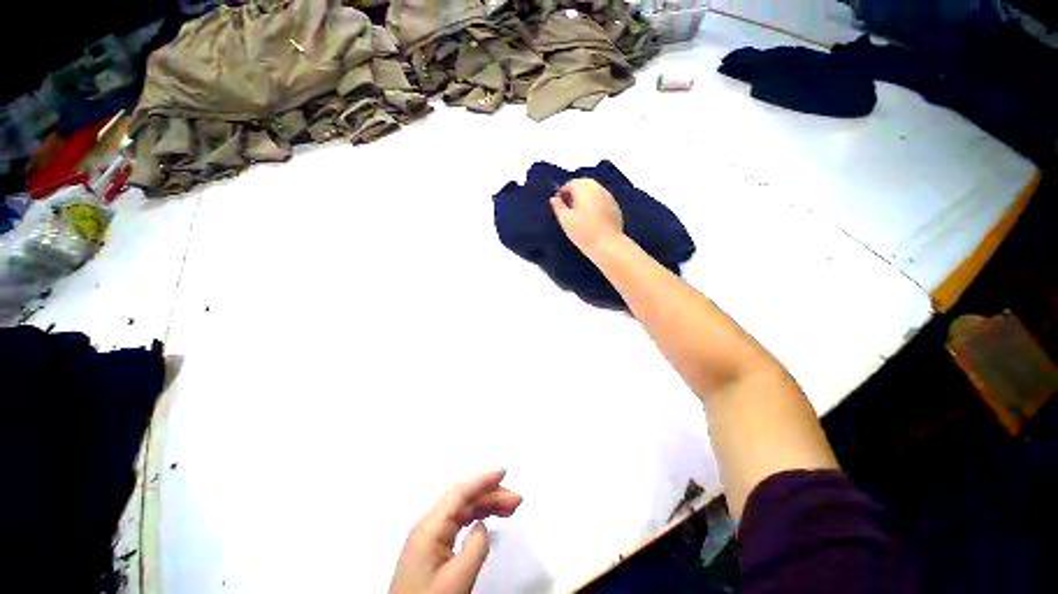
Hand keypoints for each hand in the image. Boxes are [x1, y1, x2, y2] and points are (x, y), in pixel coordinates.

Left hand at [389, 470, 522, 593]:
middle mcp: (428, 525)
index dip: (483, 480)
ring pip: (462, 509)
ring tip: (510, 508)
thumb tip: (482, 525)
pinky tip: (487, 520)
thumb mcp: (457, 579)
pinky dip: (477, 517)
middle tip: (516, 500)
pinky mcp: (432, 549)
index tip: (504, 473)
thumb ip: (475, 547)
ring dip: (486, 505)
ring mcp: (429, 537)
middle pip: (463, 499)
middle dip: (490, 494)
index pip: (460, 493)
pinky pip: (458, 522)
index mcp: (430, 526)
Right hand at [550, 178, 623, 254]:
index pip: (572, 183)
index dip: (563, 191)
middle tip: (569, 206)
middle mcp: (598, 189)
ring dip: (586, 196)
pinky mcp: (615, 207)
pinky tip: (592, 217)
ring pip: (594, 190)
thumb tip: (554, 198)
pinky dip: (595, 202)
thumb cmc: (583, 232)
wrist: (607, 245)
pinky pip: (602, 198)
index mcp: (585, 190)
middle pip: (585, 183)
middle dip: (575, 191)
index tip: (559, 203)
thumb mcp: (566, 220)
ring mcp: (609, 197)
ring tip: (580, 212)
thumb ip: (558, 207)